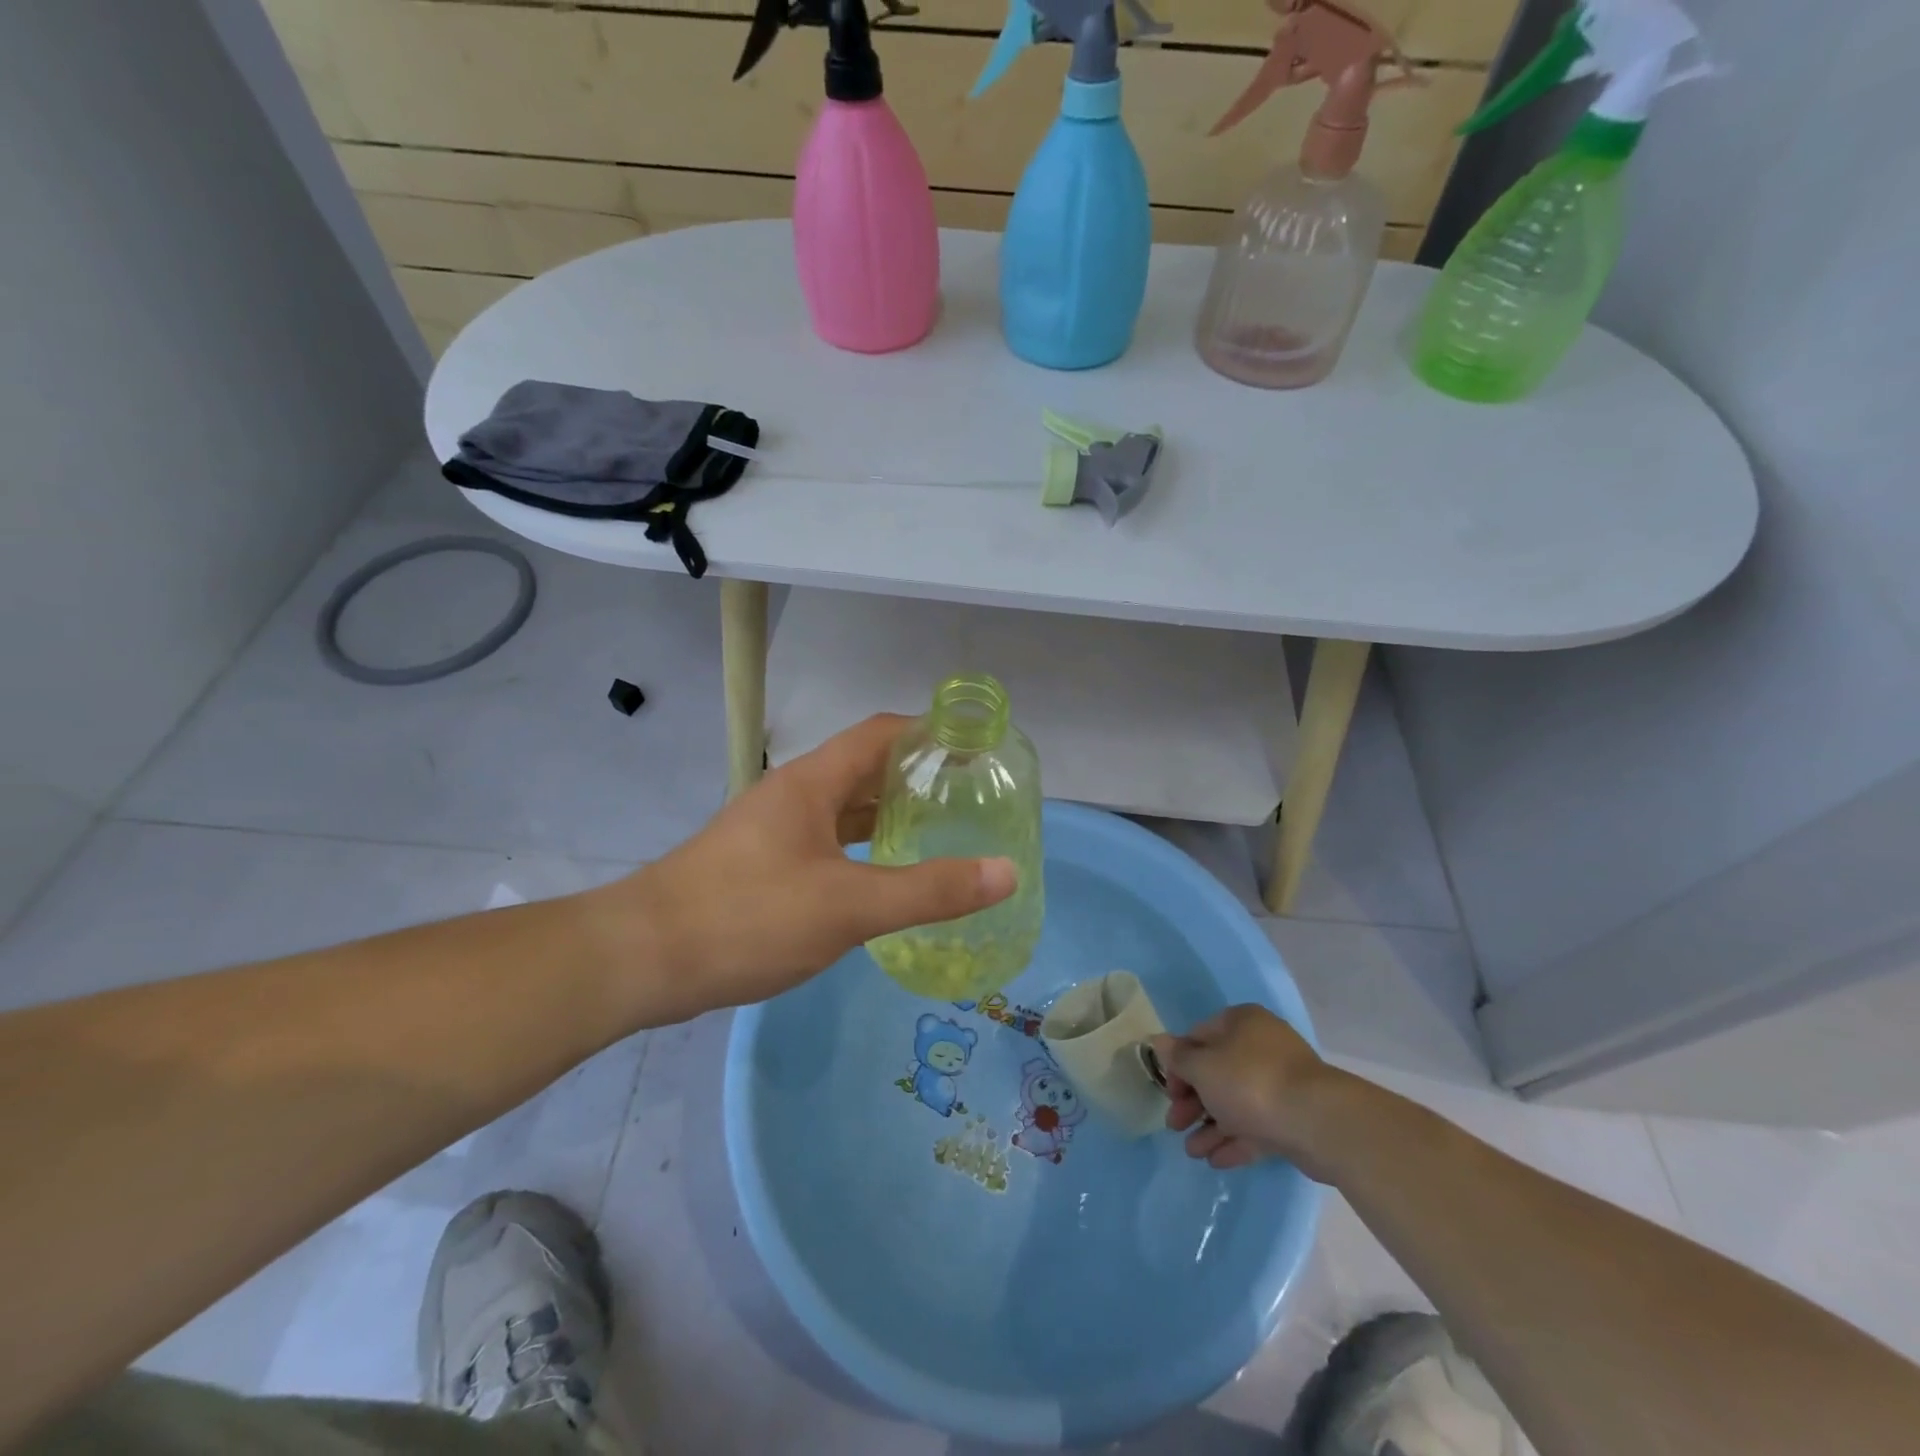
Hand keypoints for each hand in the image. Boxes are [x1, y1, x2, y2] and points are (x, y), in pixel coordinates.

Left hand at [596, 714, 1016, 1022]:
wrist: (643, 959)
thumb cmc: (747, 917)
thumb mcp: (847, 906)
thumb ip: (928, 891)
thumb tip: (1005, 871)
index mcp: (813, 782)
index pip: (882, 733)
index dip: (931, 731)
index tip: (978, 747)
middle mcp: (794, 795)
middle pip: (867, 769)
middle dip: (919, 777)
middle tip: (973, 796)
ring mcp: (775, 830)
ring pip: (846, 809)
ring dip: (891, 814)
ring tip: (943, 832)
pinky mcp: (764, 864)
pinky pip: (829, 842)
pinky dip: (864, 849)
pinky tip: (887, 876)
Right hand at [1150, 1006, 1349, 1179]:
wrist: (1317, 1121)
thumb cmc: (1250, 1081)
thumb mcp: (1202, 1067)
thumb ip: (1178, 1058)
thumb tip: (1159, 1041)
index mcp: (1240, 1023)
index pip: (1198, 1037)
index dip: (1178, 1064)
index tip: (1168, 1092)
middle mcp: (1261, 1046)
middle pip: (1217, 1072)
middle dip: (1192, 1101)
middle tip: (1175, 1125)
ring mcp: (1281, 1083)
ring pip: (1236, 1102)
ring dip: (1210, 1126)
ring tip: (1192, 1152)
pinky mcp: (1294, 1116)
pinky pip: (1257, 1125)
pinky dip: (1235, 1140)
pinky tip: (1215, 1160)